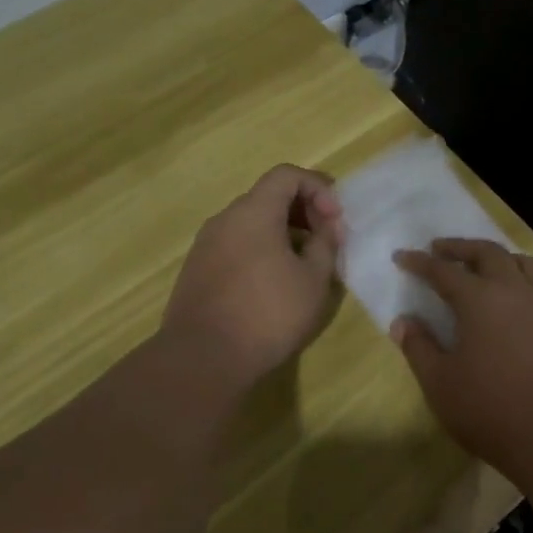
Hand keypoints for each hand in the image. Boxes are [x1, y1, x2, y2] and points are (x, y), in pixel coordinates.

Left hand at [162, 165, 345, 390]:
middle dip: (303, 210)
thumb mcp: (314, 279)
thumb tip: (325, 229)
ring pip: (251, 222)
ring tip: (304, 264)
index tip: (335, 220)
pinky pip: (236, 244)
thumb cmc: (268, 313)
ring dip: (283, 232)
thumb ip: (325, 244)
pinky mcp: (197, 270)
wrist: (203, 358)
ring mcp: (206, 244)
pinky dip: (261, 249)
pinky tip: (274, 283)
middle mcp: (225, 219)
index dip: (318, 188)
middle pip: (268, 196)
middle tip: (326, 241)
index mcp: (253, 212)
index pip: (287, 175)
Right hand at [391, 239, 532, 480]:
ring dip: (500, 257)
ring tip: (485, 264)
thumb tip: (402, 321)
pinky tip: (525, 296)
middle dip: (461, 247)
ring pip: (525, 264)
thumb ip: (418, 347)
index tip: (402, 256)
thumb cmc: (489, 409)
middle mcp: (514, 292)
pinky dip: (531, 283)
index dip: (420, 263)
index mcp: (479, 300)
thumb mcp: (440, 382)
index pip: (443, 271)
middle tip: (440, 250)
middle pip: (488, 254)